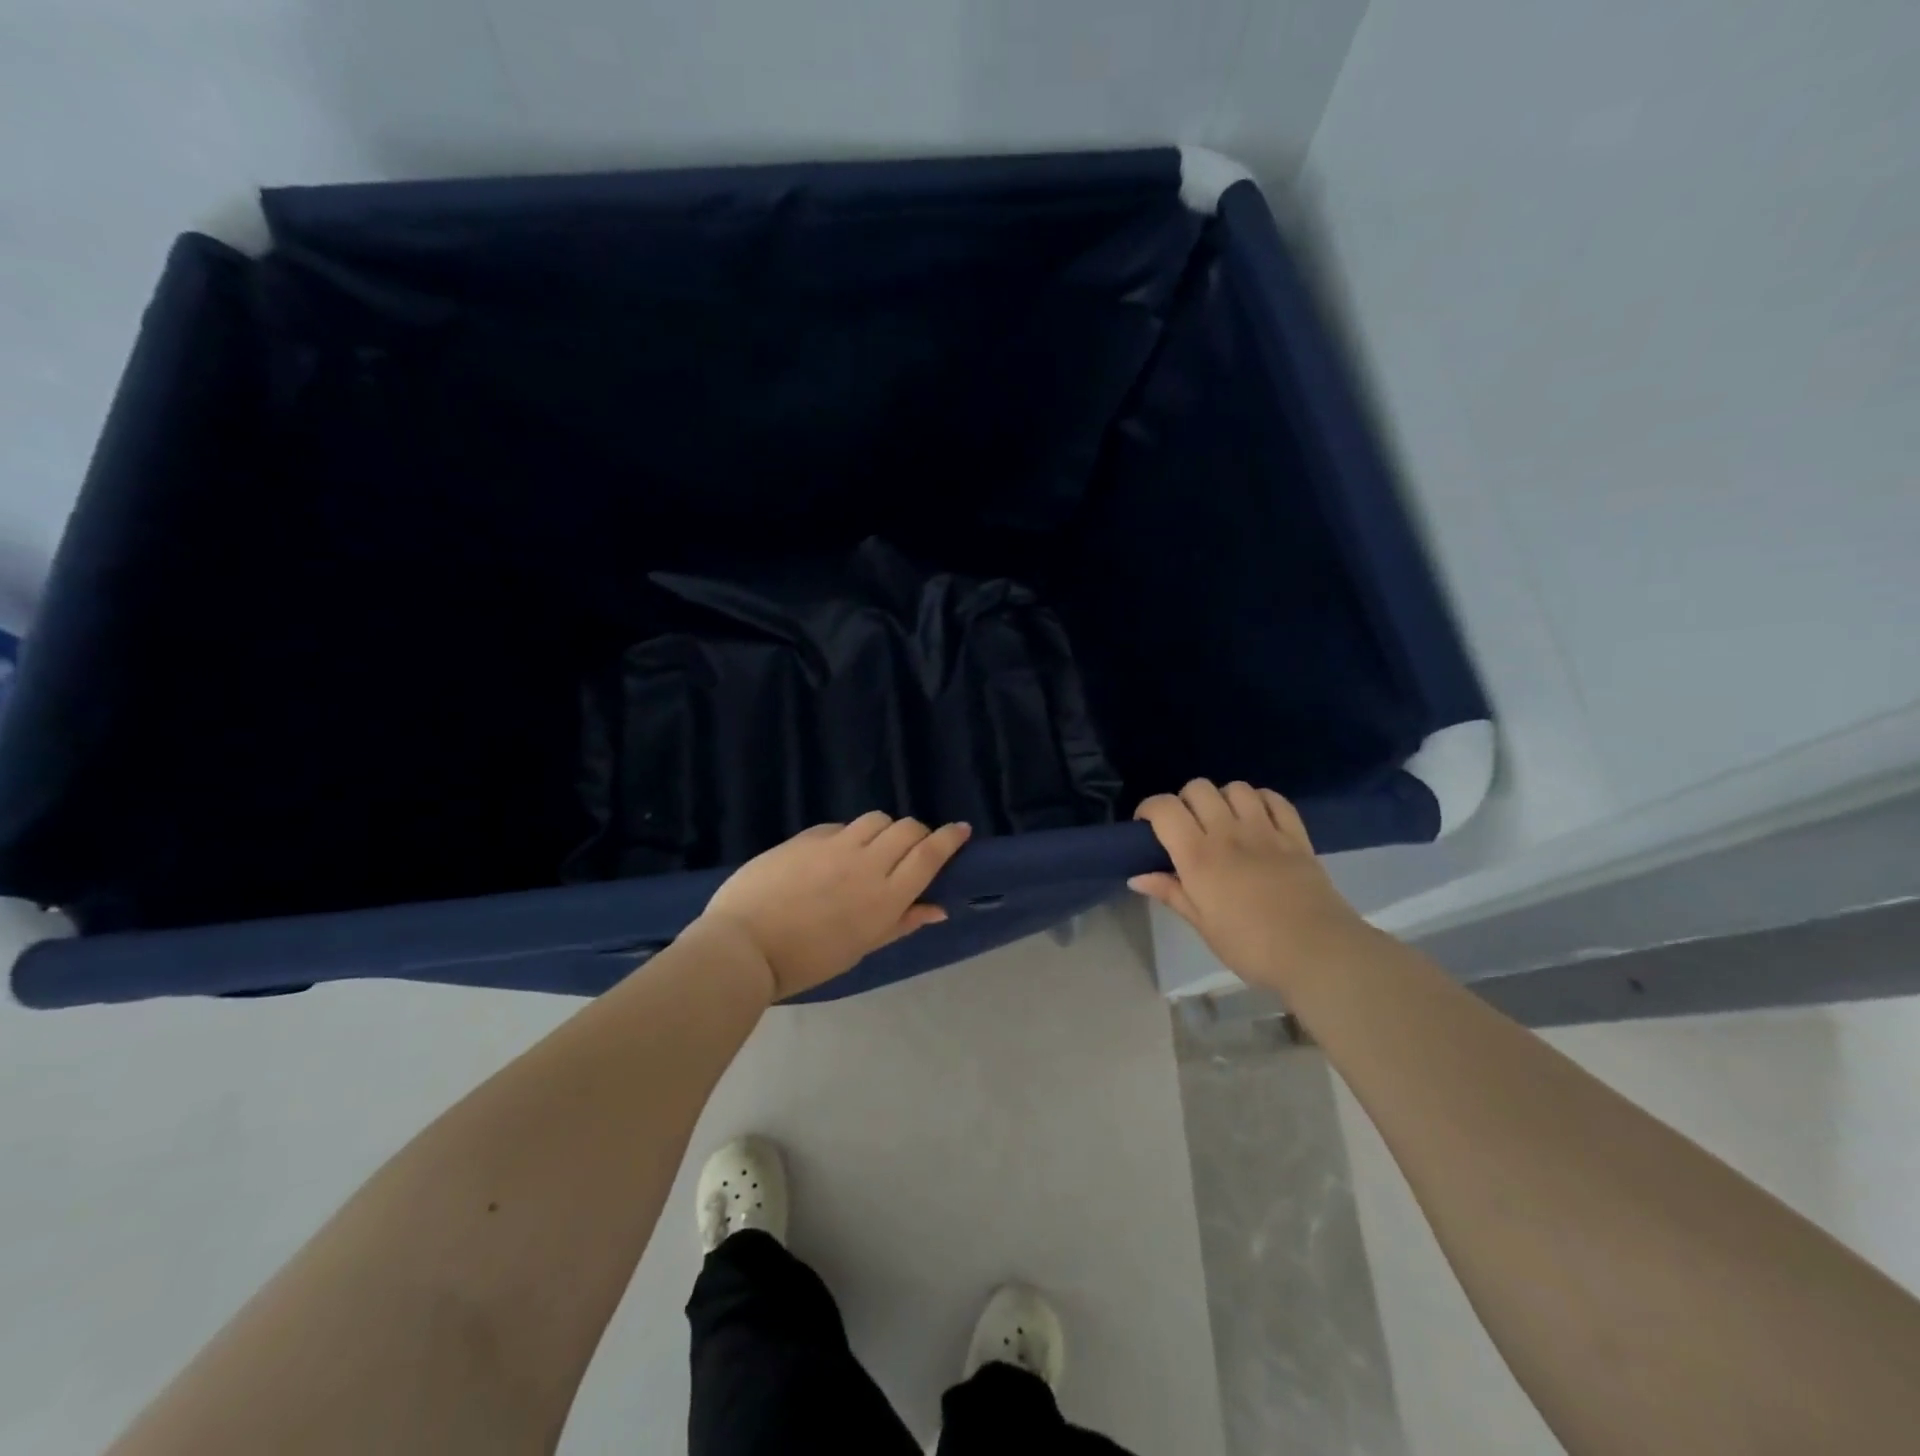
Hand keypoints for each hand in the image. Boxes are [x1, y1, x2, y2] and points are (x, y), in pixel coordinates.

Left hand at [696, 814, 972, 1000]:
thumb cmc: (806, 961)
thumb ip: (901, 923)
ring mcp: (836, 845)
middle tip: (914, 847)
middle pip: (908, 829)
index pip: (929, 854)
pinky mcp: (808, 837)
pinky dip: (850, 834)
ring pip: (877, 819)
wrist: (744, 946)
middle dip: (919, 833)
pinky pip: (841, 826)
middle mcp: (868, 864)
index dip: (949, 838)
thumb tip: (938, 908)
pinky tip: (836, 853)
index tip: (961, 829)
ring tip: (875, 846)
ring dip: (885, 829)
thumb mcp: (860, 948)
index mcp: (885, 898)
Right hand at [1130, 780, 1371, 992]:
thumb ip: (1171, 893)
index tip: (1147, 826)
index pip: (1165, 809)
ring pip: (1236, 788)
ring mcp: (1266, 830)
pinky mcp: (1297, 835)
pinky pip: (1275, 799)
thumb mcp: (1203, 925)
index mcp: (1199, 857)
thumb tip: (1137, 877)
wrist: (1318, 954)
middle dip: (1184, 801)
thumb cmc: (1251, 947)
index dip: (1149, 808)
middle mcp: (1229, 833)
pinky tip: (1257, 818)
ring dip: (1223, 798)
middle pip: (1198, 788)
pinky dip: (1260, 800)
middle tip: (1187, 827)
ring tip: (1223, 821)